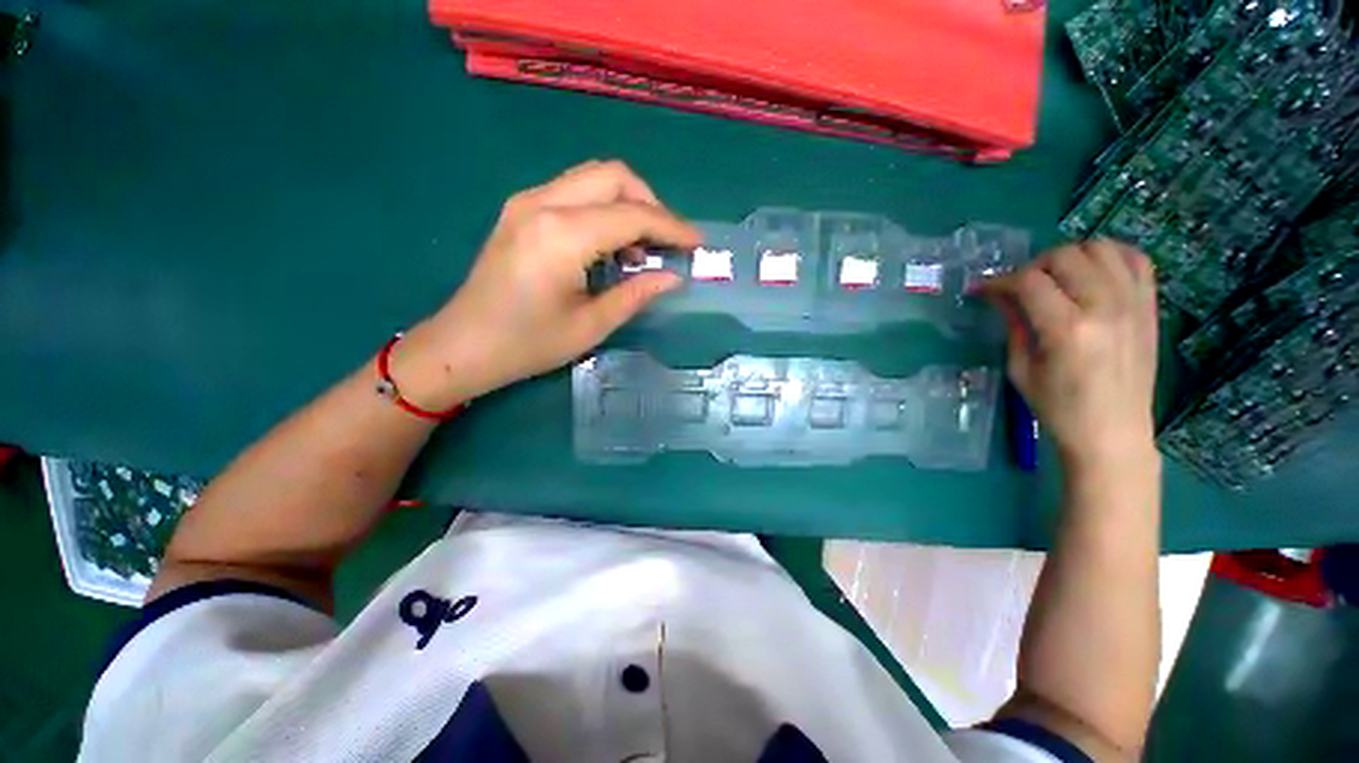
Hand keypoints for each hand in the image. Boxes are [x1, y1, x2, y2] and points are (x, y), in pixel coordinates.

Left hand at [393, 160, 701, 409]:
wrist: (463, 345)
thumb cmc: (528, 344)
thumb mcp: (591, 325)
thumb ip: (636, 294)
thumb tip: (673, 277)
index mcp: (562, 235)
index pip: (632, 215)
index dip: (671, 227)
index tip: (696, 243)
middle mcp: (543, 203)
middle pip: (613, 176)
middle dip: (650, 204)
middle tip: (665, 243)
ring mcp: (527, 201)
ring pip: (593, 178)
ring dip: (626, 205)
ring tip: (638, 250)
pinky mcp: (520, 210)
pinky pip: (574, 192)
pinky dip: (602, 209)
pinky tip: (608, 246)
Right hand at [981, 240, 1158, 469]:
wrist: (1113, 433)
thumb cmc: (1057, 408)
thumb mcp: (1020, 369)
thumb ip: (1014, 325)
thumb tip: (1000, 296)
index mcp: (1067, 329)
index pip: (1028, 282)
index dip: (999, 281)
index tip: (984, 290)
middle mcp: (1104, 308)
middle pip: (1066, 256)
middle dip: (1033, 266)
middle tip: (1020, 287)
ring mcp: (1134, 304)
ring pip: (1102, 248)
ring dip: (1071, 256)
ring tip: (1057, 277)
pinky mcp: (1150, 307)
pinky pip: (1137, 259)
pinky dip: (1111, 256)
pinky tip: (1093, 272)